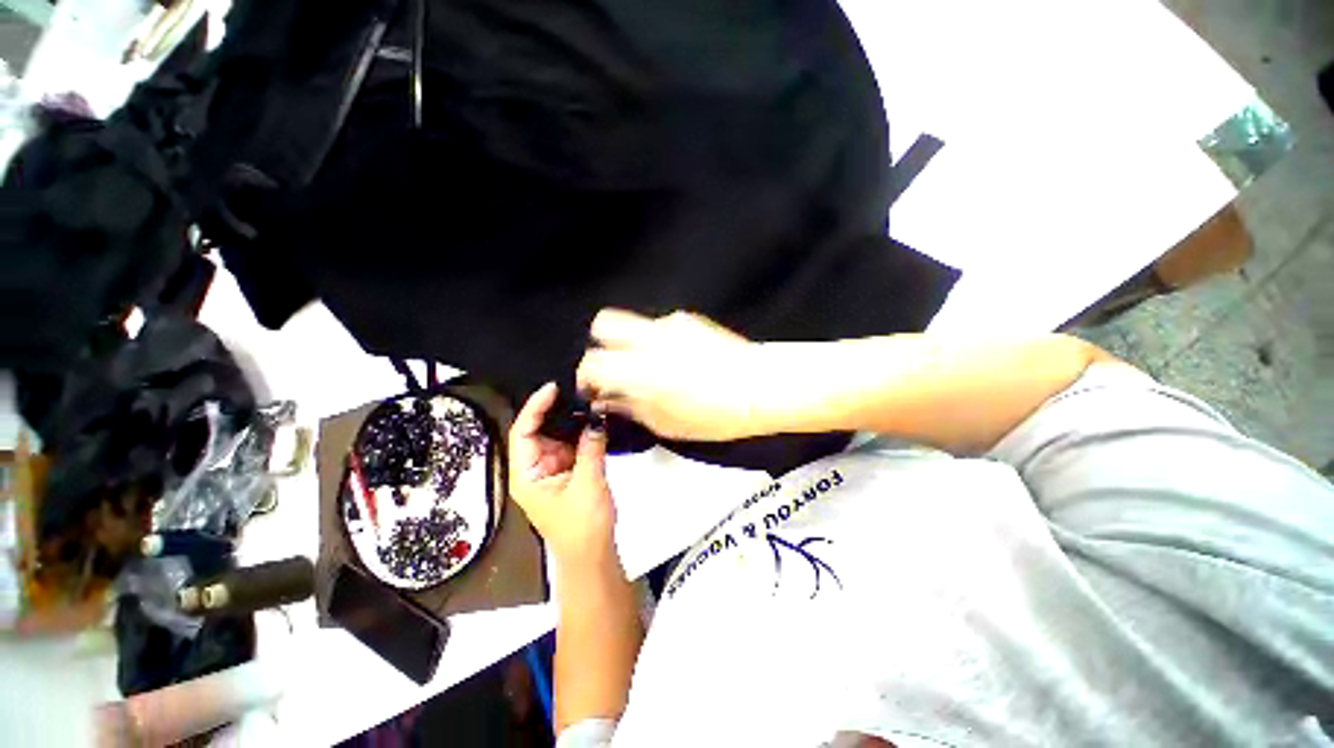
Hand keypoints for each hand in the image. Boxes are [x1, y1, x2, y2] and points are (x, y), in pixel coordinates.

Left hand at [508, 382, 616, 566]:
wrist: (592, 555)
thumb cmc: (583, 525)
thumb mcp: (588, 483)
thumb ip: (591, 447)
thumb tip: (597, 418)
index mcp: (526, 474)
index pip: (523, 432)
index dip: (535, 407)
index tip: (554, 388)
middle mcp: (533, 469)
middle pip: (539, 431)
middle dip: (556, 412)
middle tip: (577, 391)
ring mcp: (550, 471)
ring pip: (557, 438)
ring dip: (572, 423)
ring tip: (588, 402)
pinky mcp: (566, 473)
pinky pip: (571, 447)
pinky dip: (582, 435)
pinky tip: (594, 422)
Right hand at [576, 309, 765, 440]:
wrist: (762, 387)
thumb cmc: (717, 415)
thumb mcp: (666, 424)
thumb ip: (630, 407)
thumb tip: (608, 399)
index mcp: (641, 369)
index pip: (592, 362)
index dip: (587, 376)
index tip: (595, 389)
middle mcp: (650, 338)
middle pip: (603, 323)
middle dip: (600, 345)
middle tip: (614, 369)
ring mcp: (671, 324)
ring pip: (633, 323)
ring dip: (630, 343)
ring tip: (650, 367)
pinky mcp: (690, 320)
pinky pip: (660, 326)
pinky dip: (657, 341)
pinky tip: (677, 360)